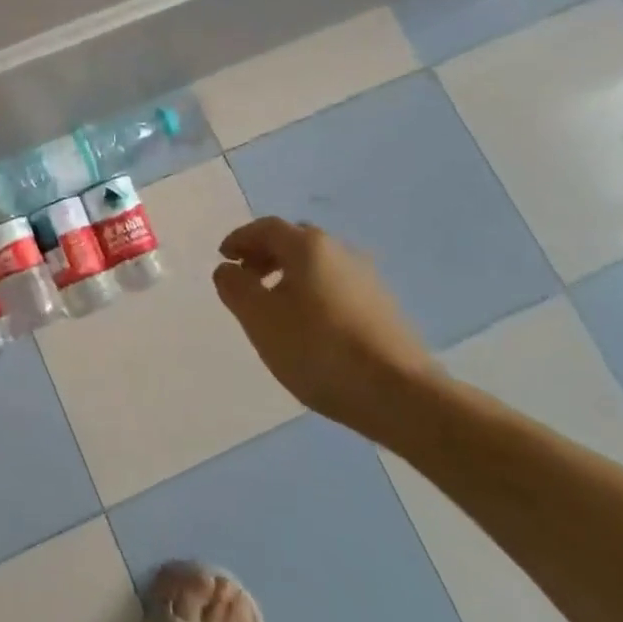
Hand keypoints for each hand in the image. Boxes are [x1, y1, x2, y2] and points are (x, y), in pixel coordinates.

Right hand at [211, 216, 438, 440]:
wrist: (399, 394)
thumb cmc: (318, 348)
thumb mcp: (259, 318)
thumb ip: (235, 287)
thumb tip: (227, 269)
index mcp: (308, 246)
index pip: (266, 228)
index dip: (240, 239)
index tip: (223, 258)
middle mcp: (340, 251)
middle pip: (294, 241)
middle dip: (265, 255)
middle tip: (245, 279)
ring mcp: (367, 278)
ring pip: (317, 265)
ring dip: (289, 275)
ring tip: (274, 307)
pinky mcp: (383, 307)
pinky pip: (336, 286)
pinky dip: (313, 293)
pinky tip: (309, 325)